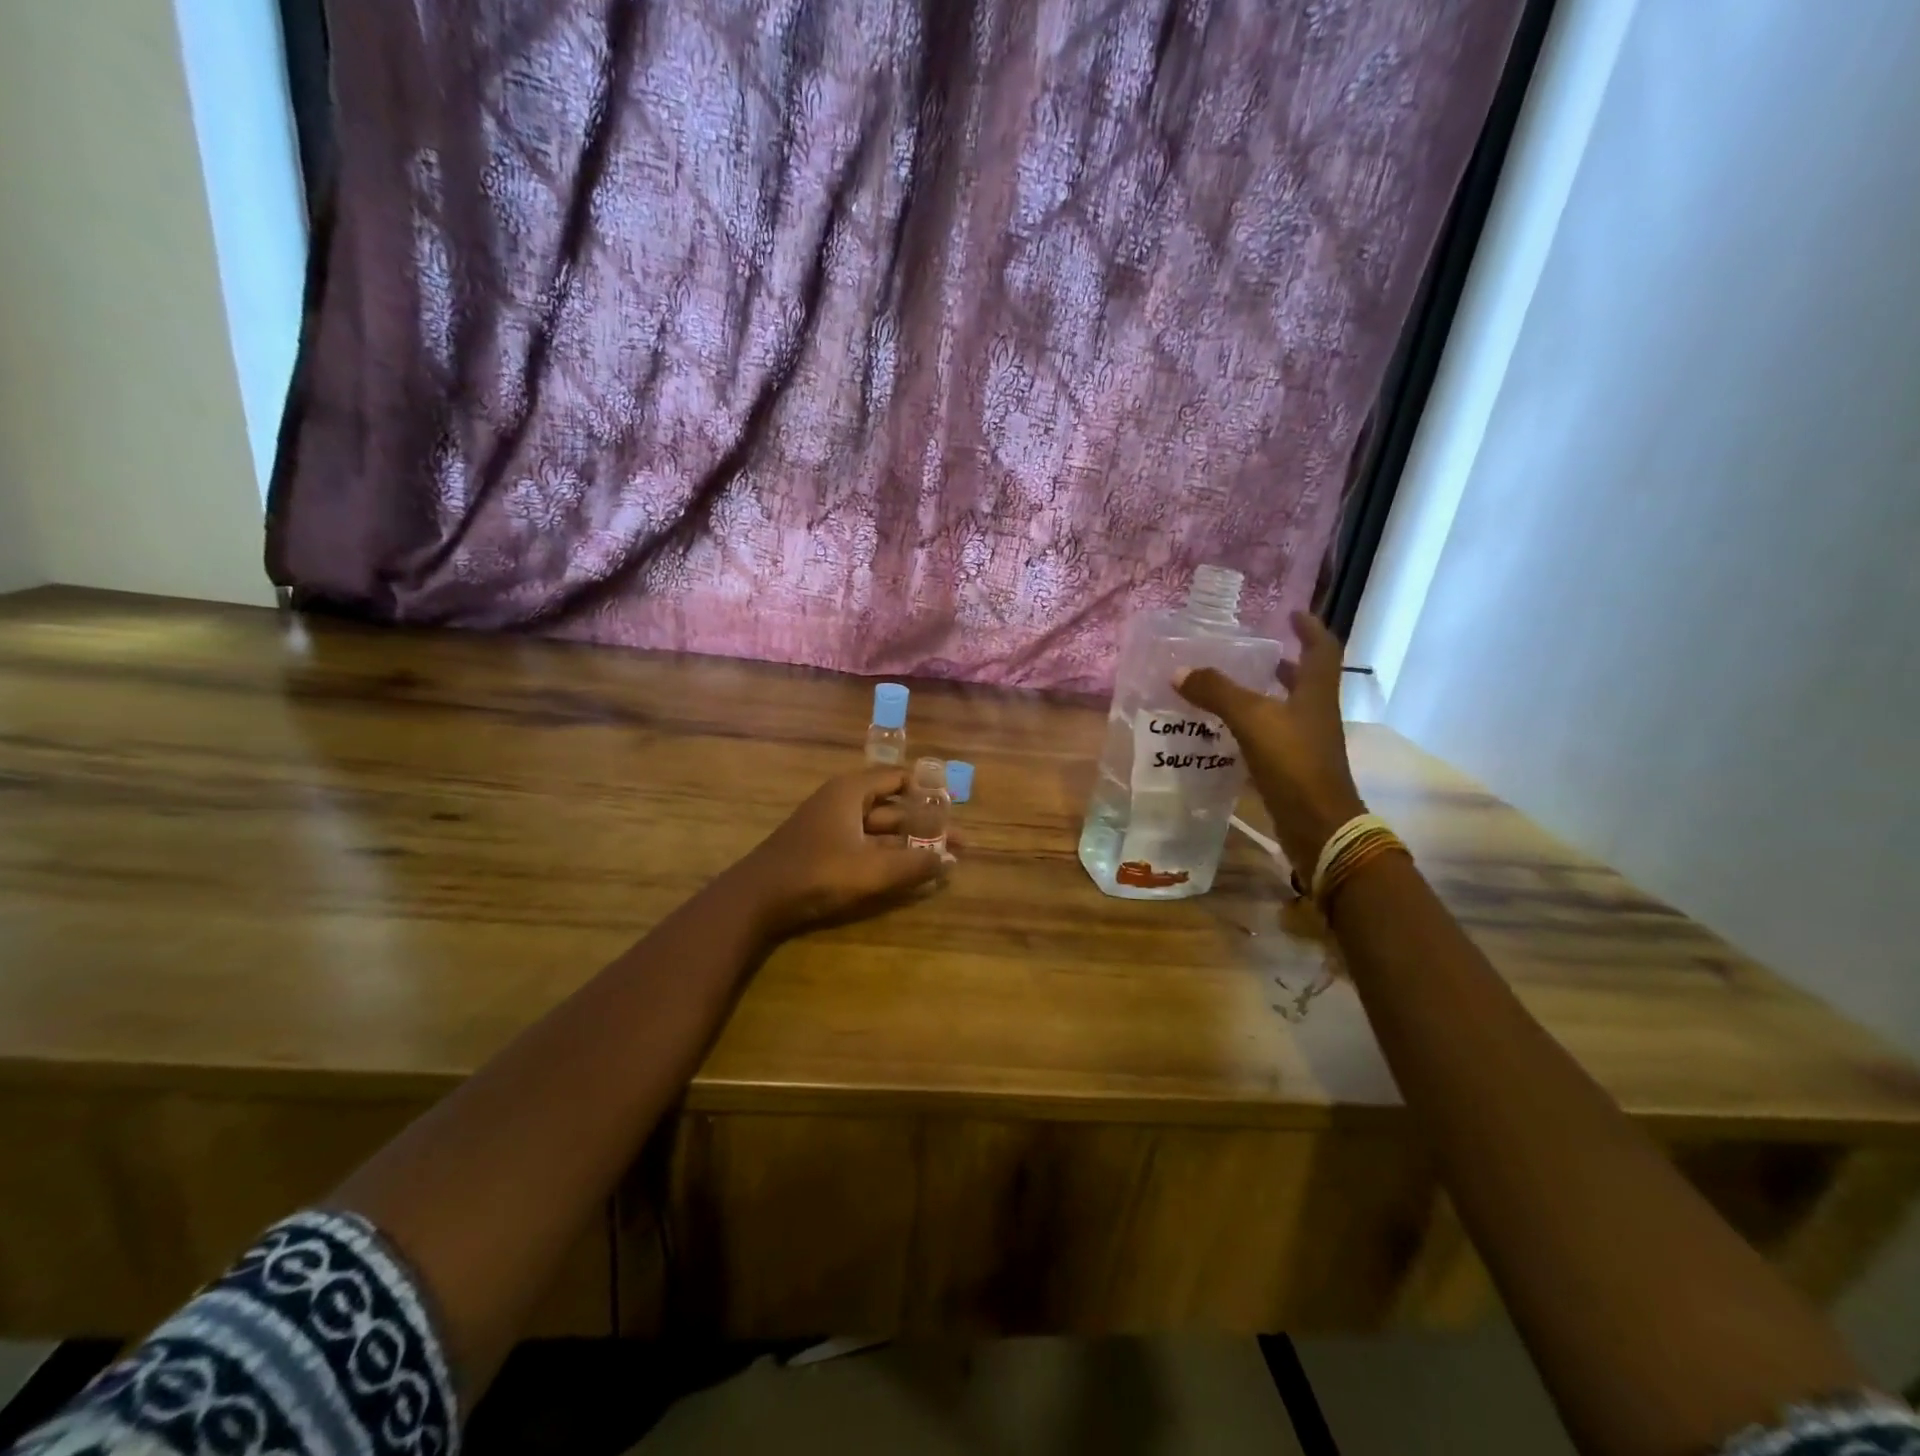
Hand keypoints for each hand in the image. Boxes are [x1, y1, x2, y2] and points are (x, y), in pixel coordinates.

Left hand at [733, 767, 949, 937]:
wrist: (756, 900)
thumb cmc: (817, 873)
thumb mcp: (872, 870)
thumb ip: (914, 865)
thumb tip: (950, 861)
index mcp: (851, 791)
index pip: (898, 778)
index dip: (928, 790)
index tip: (954, 805)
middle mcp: (842, 802)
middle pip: (893, 808)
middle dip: (925, 825)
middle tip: (958, 842)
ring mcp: (831, 827)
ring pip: (880, 831)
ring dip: (909, 844)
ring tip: (941, 860)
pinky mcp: (825, 851)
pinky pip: (866, 847)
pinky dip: (888, 856)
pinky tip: (909, 873)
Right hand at [1175, 610, 1365, 876]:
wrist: (1318, 825)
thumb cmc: (1293, 763)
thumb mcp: (1252, 720)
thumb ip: (1217, 693)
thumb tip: (1179, 671)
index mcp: (1316, 693)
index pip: (1321, 648)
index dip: (1309, 627)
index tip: (1290, 613)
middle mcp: (1316, 713)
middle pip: (1305, 679)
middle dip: (1281, 663)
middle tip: (1250, 652)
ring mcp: (1307, 742)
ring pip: (1286, 708)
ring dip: (1264, 695)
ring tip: (1229, 687)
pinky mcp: (1293, 767)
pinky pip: (1271, 736)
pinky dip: (1251, 727)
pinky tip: (1225, 730)